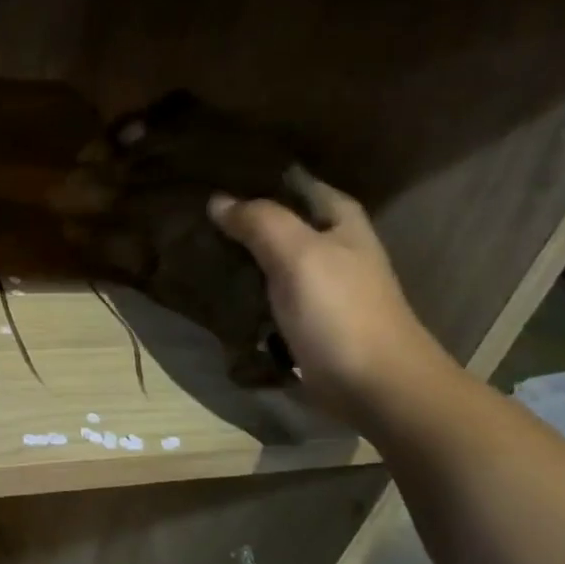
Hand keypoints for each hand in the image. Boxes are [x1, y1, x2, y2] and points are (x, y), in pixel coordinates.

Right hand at [208, 176, 454, 417]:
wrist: (376, 387)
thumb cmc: (341, 311)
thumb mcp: (299, 254)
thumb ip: (259, 221)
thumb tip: (218, 201)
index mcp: (338, 218)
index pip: (290, 181)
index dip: (253, 177)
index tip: (208, 176)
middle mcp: (329, 244)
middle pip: (275, 220)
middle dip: (237, 217)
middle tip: (189, 213)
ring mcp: (316, 283)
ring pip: (266, 257)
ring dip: (235, 254)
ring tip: (190, 245)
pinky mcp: (302, 317)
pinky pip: (263, 292)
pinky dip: (241, 288)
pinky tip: (209, 284)